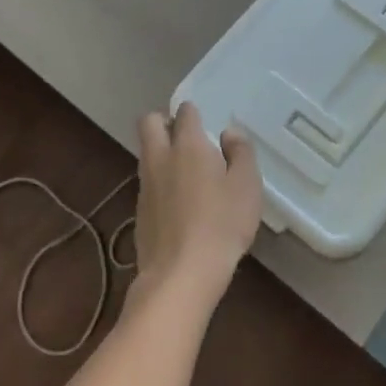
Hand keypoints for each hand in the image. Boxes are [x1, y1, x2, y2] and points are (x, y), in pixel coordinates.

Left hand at [132, 102, 261, 298]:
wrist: (181, 274)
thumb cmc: (222, 224)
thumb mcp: (247, 186)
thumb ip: (241, 153)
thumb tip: (229, 133)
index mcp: (188, 146)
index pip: (184, 112)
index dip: (193, 112)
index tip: (205, 121)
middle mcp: (160, 158)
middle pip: (149, 123)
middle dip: (163, 121)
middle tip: (185, 136)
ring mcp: (145, 186)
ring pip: (146, 154)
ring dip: (161, 153)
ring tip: (187, 172)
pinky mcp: (139, 212)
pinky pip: (147, 184)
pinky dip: (160, 183)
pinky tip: (179, 204)